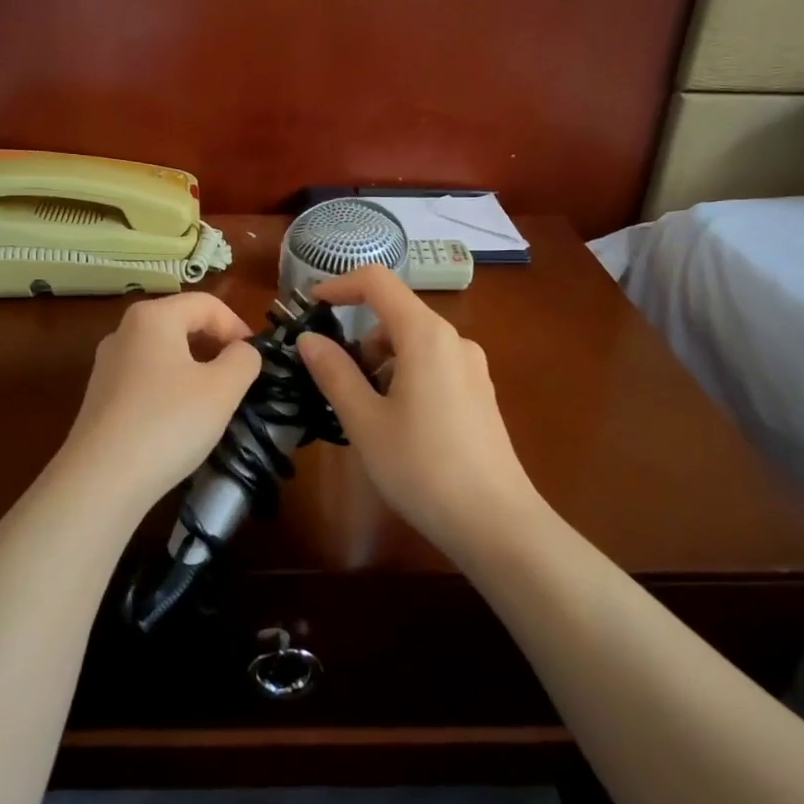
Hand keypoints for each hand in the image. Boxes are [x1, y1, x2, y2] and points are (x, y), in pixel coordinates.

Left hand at [56, 292, 261, 515]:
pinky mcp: (100, 396)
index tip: (256, 359)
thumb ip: (244, 360)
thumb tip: (243, 351)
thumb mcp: (223, 389)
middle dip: (216, 345)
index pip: (207, 304)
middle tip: (240, 378)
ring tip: (214, 400)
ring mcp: (107, 364)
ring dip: (194, 368)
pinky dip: (170, 387)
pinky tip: (179, 419)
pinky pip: (145, 377)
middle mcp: (124, 331)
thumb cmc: (169, 423)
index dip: (238, 326)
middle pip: (182, 323)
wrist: (102, 480)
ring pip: (163, 352)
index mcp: (153, 317)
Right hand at [296, 266, 540, 553]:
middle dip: (359, 339)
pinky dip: (405, 377)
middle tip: (333, 382)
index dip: (340, 285)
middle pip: (395, 316)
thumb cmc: (420, 467)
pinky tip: (397, 424)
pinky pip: (433, 366)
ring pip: (413, 344)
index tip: (310, 306)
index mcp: (425, 335)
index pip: (378, 282)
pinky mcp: (479, 392)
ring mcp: (472, 367)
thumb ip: (334, 372)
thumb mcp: (364, 421)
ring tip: (364, 412)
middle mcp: (454, 340)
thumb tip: (309, 339)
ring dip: (381, 362)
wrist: (494, 521)